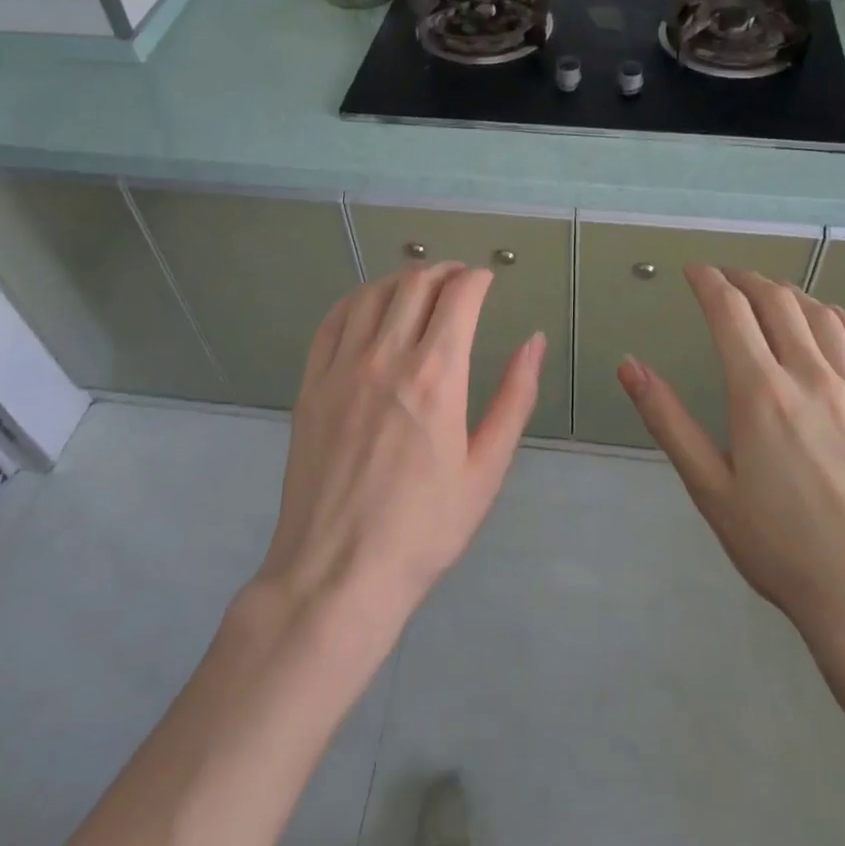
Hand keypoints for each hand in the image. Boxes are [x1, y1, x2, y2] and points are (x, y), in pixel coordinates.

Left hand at [258, 264, 545, 636]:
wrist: (337, 574)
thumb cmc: (424, 528)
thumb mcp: (486, 468)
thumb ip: (514, 397)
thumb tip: (534, 341)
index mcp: (437, 376)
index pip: (459, 296)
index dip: (477, 278)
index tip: (487, 280)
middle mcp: (386, 358)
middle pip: (415, 285)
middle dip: (444, 271)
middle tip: (460, 280)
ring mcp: (341, 369)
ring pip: (372, 294)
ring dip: (401, 280)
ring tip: (419, 287)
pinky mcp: (310, 385)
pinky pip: (331, 322)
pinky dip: (355, 300)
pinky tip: (367, 306)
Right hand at [617, 265, 844, 711]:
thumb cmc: (781, 550)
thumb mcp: (709, 489)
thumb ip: (667, 419)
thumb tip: (628, 364)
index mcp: (760, 393)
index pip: (730, 312)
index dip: (709, 282)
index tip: (694, 271)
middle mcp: (811, 377)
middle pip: (777, 302)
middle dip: (746, 280)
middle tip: (727, 278)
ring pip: (823, 317)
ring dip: (791, 293)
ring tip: (772, 293)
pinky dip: (842, 319)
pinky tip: (832, 319)